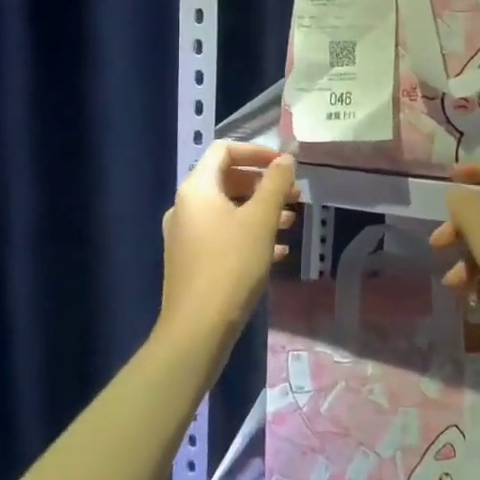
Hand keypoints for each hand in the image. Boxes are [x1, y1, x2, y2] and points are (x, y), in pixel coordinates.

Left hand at [158, 141, 297, 369]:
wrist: (197, 329)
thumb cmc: (231, 265)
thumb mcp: (260, 220)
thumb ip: (275, 183)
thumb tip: (285, 158)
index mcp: (196, 189)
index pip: (224, 150)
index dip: (256, 151)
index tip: (284, 165)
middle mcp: (185, 206)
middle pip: (227, 179)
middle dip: (263, 184)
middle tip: (294, 195)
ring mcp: (185, 235)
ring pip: (227, 209)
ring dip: (259, 210)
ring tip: (290, 222)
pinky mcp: (191, 261)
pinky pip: (222, 234)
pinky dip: (248, 233)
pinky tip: (277, 252)